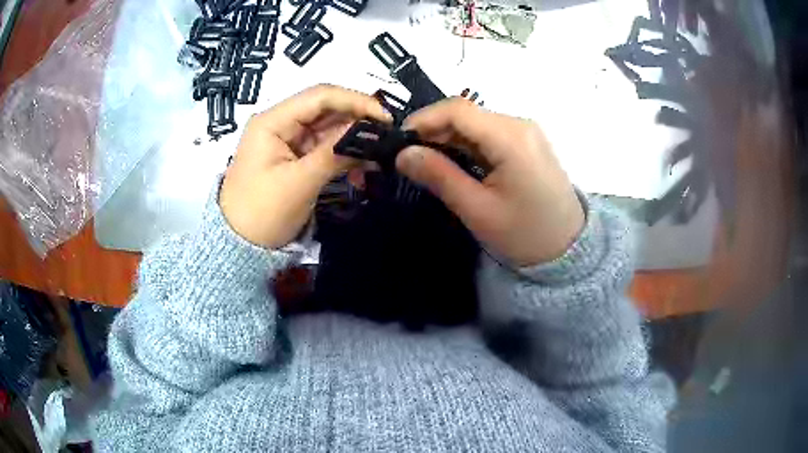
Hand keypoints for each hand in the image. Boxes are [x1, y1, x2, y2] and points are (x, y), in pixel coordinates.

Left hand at [220, 84, 389, 247]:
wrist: (239, 247)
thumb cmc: (262, 213)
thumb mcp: (299, 183)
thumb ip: (334, 153)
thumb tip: (371, 133)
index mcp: (273, 121)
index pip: (320, 96)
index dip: (356, 101)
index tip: (385, 118)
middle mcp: (280, 123)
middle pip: (326, 110)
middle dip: (357, 120)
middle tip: (388, 136)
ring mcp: (288, 141)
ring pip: (328, 129)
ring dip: (353, 140)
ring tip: (378, 155)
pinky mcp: (295, 158)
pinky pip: (325, 148)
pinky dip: (344, 155)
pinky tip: (361, 167)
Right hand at [395, 98, 584, 266]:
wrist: (568, 249)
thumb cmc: (525, 235)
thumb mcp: (478, 210)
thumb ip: (439, 176)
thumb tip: (402, 154)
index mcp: (511, 138)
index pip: (458, 110)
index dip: (422, 120)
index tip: (398, 143)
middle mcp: (520, 124)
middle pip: (466, 113)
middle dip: (432, 130)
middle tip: (408, 158)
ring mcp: (525, 132)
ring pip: (474, 123)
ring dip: (447, 138)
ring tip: (425, 163)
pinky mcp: (525, 143)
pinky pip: (487, 134)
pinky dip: (465, 144)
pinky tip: (452, 163)